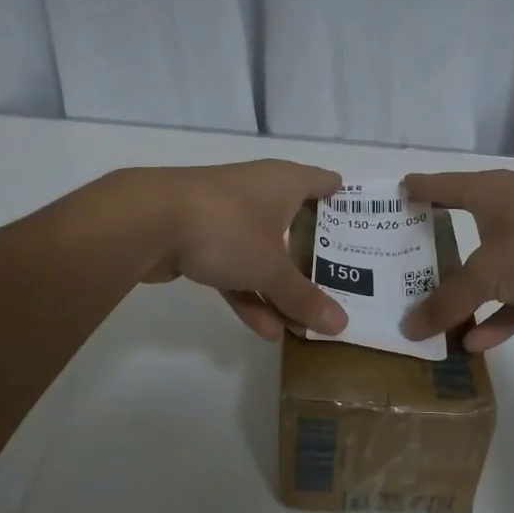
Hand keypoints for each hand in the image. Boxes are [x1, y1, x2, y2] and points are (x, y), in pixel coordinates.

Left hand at [135, 160, 348, 340]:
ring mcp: (228, 215)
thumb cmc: (225, 228)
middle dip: (316, 257)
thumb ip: (303, 297)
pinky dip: (249, 294)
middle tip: (345, 284)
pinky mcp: (201, 238)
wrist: (145, 221)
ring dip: (280, 287)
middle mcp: (259, 191)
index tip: (367, 229)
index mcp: (285, 182)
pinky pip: (235, 267)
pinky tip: (265, 330)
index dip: (347, 204)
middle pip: (297, 223)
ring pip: (264, 252)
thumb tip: (341, 326)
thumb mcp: (270, 268)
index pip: (326, 183)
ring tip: (304, 323)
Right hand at [401, 171, 513, 351]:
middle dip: (434, 248)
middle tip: (399, 264)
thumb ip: (447, 301)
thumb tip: (409, 328)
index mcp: (490, 193)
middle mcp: (510, 213)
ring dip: (466, 294)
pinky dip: (498, 317)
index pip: (442, 186)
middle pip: (462, 227)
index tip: (392, 198)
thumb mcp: (487, 272)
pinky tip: (474, 343)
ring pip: (490, 270)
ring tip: (431, 316)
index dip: (417, 190)